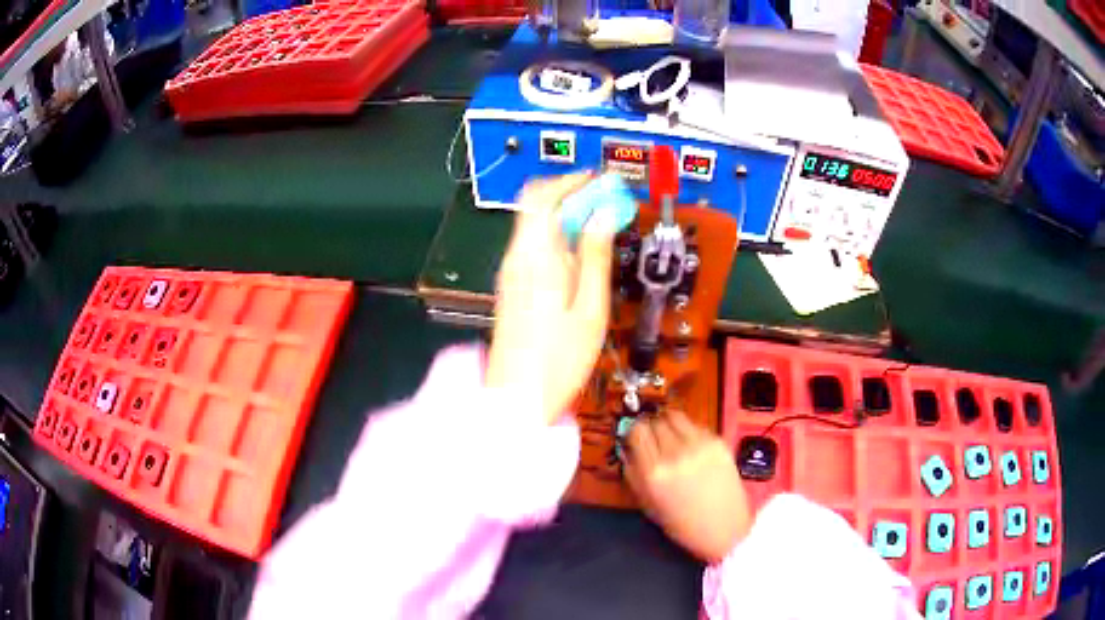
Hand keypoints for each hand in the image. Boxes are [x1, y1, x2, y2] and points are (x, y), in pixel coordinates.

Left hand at [485, 174, 616, 425]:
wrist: (517, 398)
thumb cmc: (559, 360)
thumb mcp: (590, 308)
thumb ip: (594, 256)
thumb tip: (604, 215)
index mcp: (534, 257)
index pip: (544, 197)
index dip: (572, 181)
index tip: (603, 182)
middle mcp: (516, 258)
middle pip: (535, 206)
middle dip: (570, 195)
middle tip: (605, 203)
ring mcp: (510, 273)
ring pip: (534, 225)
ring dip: (566, 216)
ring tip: (600, 227)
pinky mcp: (512, 288)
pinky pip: (533, 248)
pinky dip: (557, 238)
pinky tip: (580, 256)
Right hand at [625, 411, 750, 562]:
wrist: (726, 529)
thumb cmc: (684, 525)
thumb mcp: (649, 505)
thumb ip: (633, 475)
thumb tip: (627, 450)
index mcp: (654, 472)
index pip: (637, 431)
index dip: (634, 432)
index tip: (636, 438)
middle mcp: (675, 454)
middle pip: (655, 420)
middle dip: (651, 428)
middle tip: (654, 439)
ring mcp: (698, 445)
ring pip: (675, 416)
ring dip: (669, 424)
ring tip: (672, 436)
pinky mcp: (718, 442)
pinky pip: (695, 425)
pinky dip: (689, 431)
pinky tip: (691, 446)